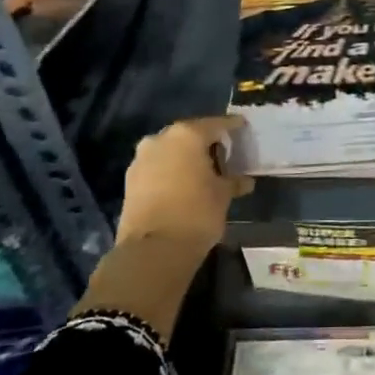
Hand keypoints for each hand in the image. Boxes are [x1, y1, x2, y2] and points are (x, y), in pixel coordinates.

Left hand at [117, 115, 253, 250]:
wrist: (153, 250)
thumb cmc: (196, 213)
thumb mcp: (223, 195)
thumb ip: (233, 181)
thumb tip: (245, 181)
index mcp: (187, 135)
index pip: (216, 124)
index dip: (232, 127)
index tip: (242, 127)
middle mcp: (161, 139)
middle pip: (189, 135)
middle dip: (206, 143)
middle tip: (223, 154)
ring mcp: (141, 159)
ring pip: (170, 151)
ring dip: (185, 158)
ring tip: (202, 172)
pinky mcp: (129, 181)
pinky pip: (157, 168)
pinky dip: (170, 172)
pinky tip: (182, 185)